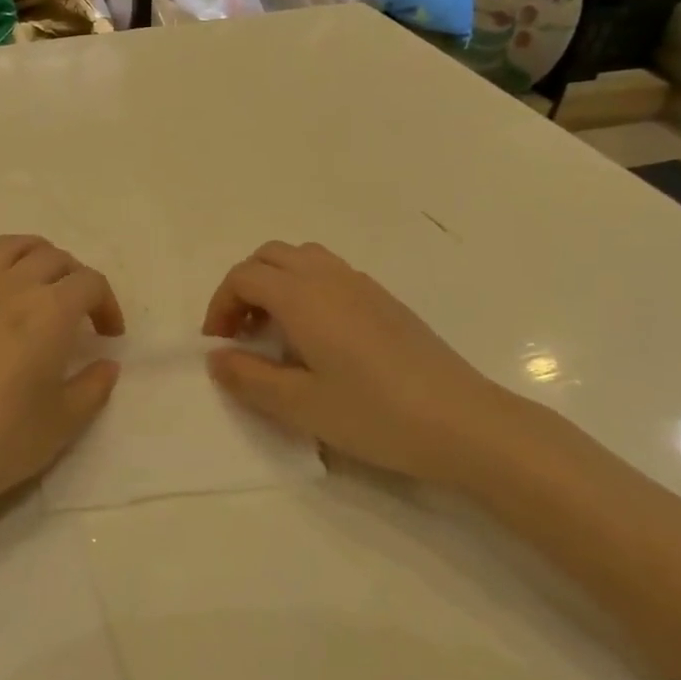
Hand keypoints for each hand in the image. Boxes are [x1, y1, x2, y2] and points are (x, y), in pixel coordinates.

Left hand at [0, 235, 124, 530]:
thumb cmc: (3, 439)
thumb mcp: (64, 421)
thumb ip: (94, 386)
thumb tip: (106, 364)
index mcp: (50, 311)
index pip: (90, 283)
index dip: (107, 304)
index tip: (109, 336)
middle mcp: (12, 288)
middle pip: (54, 258)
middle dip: (77, 279)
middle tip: (81, 313)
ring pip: (10, 248)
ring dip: (36, 257)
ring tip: (42, 285)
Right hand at [204, 241, 532, 487]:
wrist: (463, 422)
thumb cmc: (374, 414)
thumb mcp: (299, 405)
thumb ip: (248, 378)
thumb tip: (216, 357)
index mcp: (302, 297)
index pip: (244, 277)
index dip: (221, 305)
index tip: (220, 344)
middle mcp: (329, 278)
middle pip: (270, 256)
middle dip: (245, 287)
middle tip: (243, 333)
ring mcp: (362, 285)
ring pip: (303, 259)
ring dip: (277, 284)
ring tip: (277, 332)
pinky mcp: (386, 301)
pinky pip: (331, 275)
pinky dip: (307, 290)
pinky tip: (319, 339)